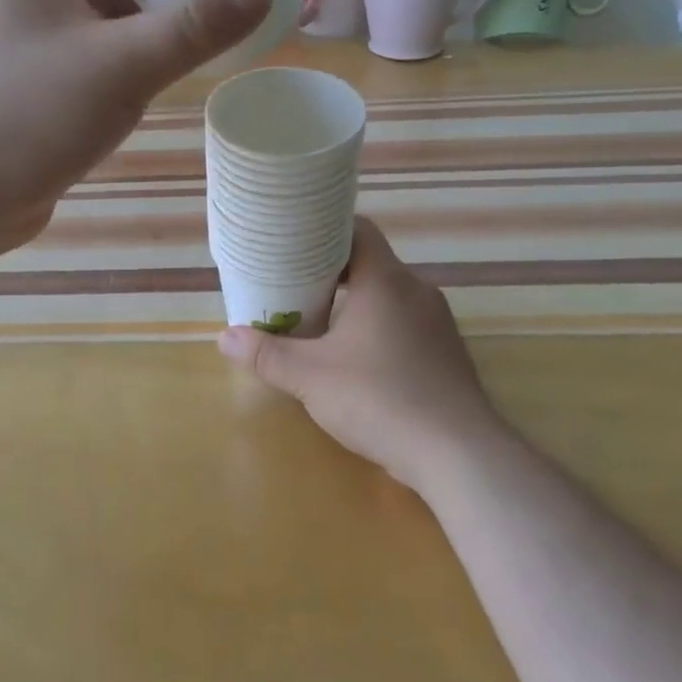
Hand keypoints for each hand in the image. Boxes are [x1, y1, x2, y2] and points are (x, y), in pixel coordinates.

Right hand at [218, 218, 507, 493]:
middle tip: (294, 282)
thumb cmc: (379, 399)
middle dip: (332, 271)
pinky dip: (379, 327)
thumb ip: (266, 355)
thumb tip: (223, 337)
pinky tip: (359, 357)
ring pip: (389, 295)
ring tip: (320, 319)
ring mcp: (438, 322)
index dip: (325, 228)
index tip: (295, 238)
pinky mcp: (447, 353)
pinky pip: (407, 323)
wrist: (458, 453)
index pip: (358, 229)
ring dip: (356, 302)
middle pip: (370, 262)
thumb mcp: (310, 377)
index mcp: (385, 280)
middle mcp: (417, 290)